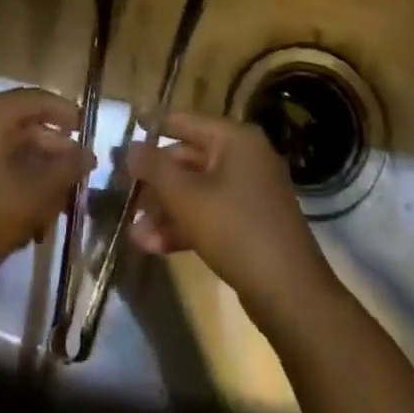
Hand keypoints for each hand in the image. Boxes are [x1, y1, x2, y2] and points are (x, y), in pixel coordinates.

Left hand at [0, 87, 90, 310]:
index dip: (68, 114)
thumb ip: (66, 169)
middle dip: (55, 154)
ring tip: (61, 208)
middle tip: (81, 177)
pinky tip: (35, 224)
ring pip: (10, 154)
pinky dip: (17, 190)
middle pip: (24, 128)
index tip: (91, 135)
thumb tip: (88, 155)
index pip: (37, 99)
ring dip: (39, 177)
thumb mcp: (34, 194)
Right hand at [127, 111, 336, 322]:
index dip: (157, 121)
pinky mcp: (250, 223)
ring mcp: (250, 192)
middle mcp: (245, 158)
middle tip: (123, 190)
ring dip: (165, 210)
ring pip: (197, 191)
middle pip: (189, 159)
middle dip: (155, 180)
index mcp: (236, 139)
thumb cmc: (236, 229)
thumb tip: (130, 147)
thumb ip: (154, 168)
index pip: (187, 121)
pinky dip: (184, 225)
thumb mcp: (186, 197)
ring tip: (133, 232)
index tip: (132, 120)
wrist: (290, 292)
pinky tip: (153, 246)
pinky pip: (210, 213)